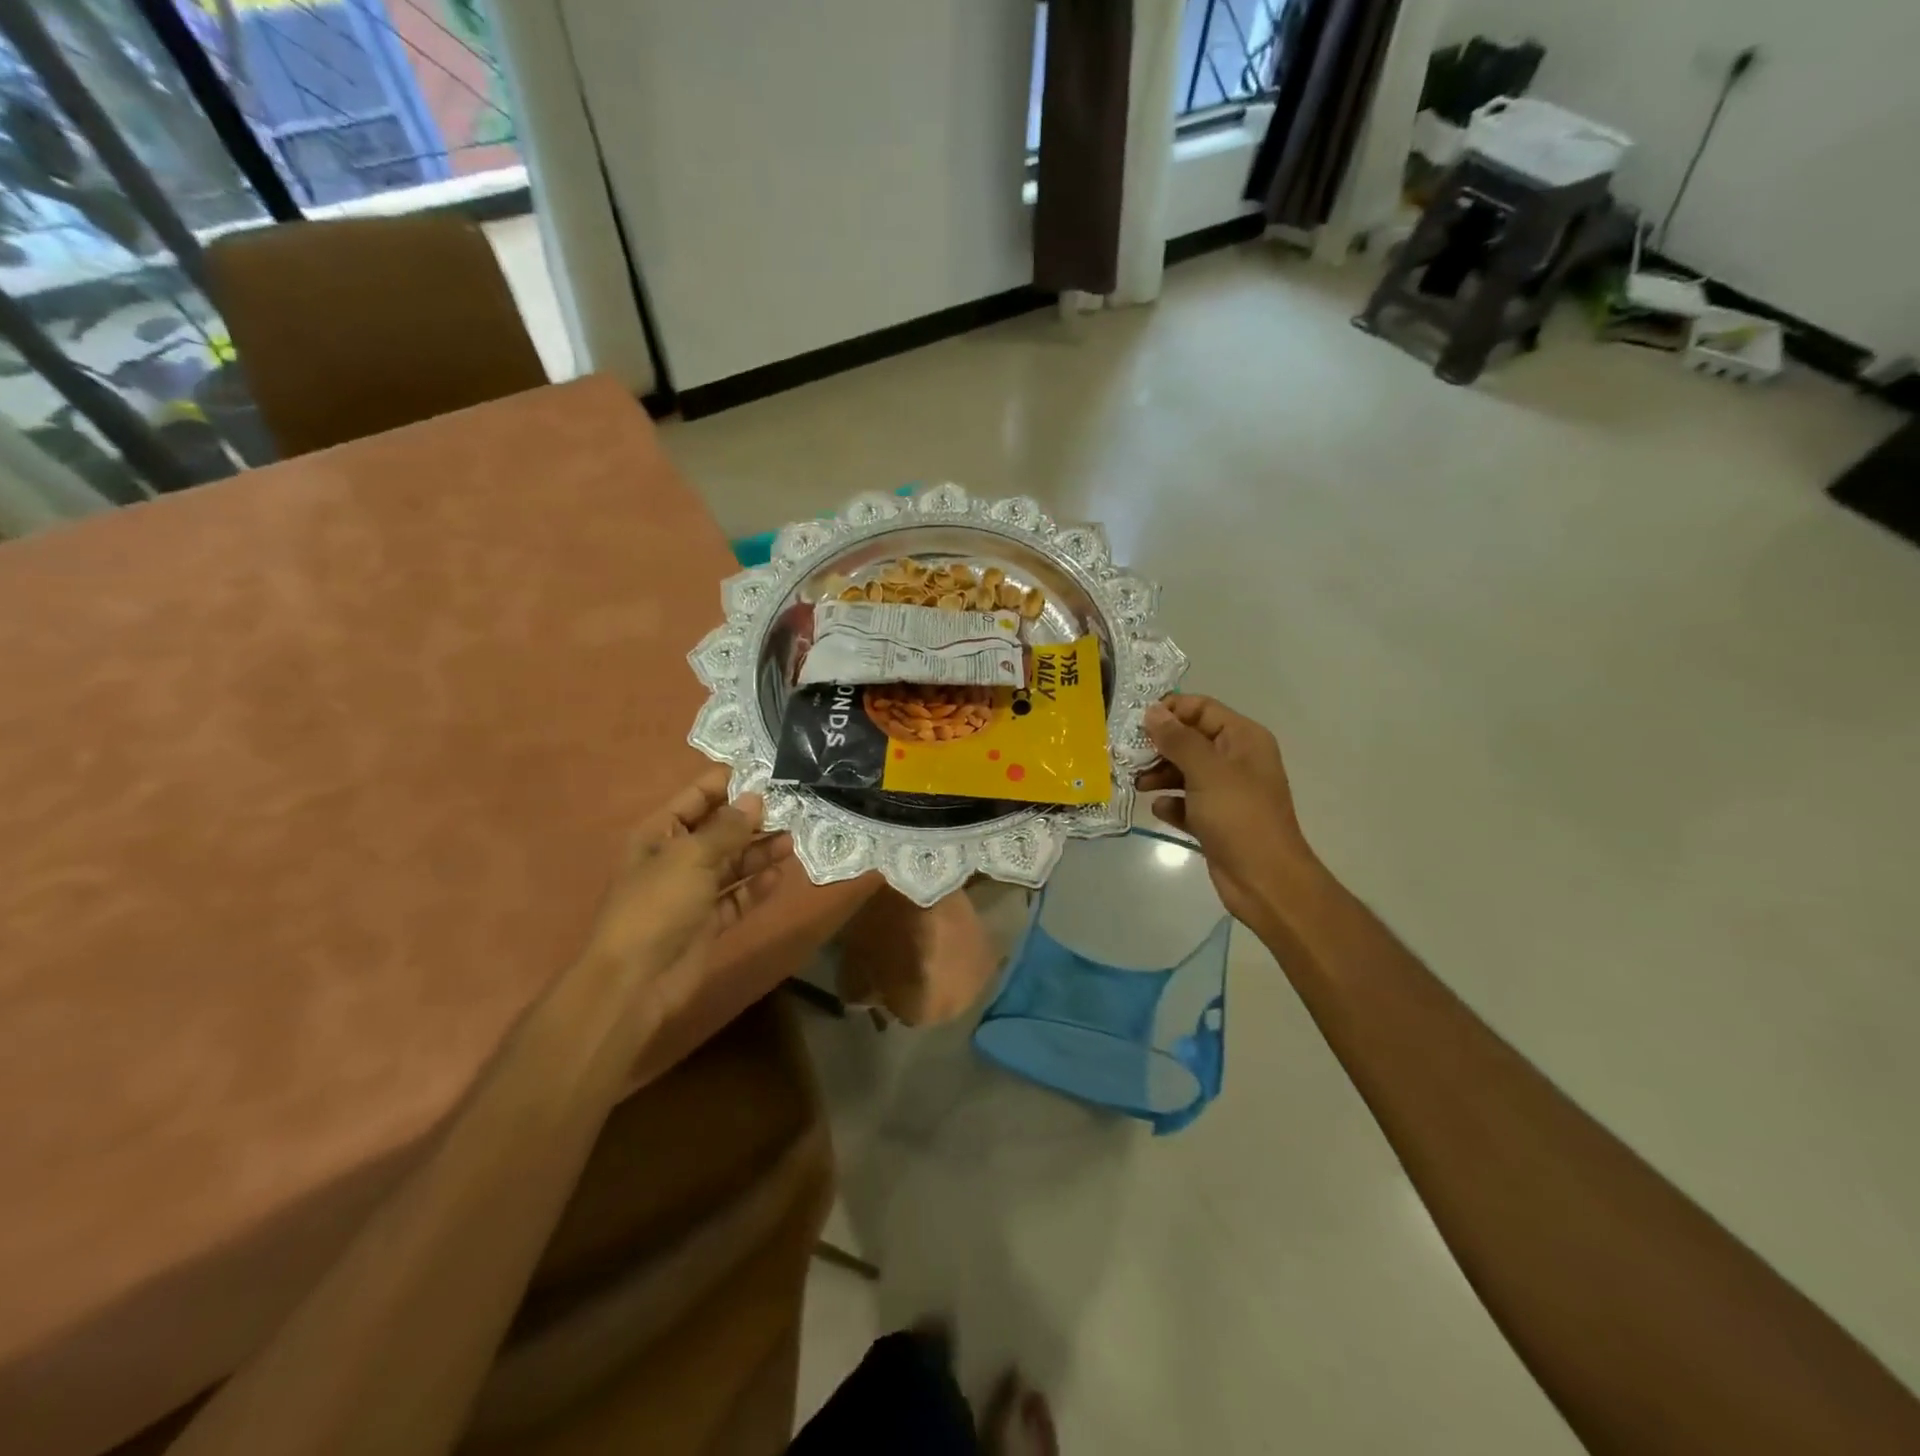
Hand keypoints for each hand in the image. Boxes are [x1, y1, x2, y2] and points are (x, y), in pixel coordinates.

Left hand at [582, 767, 794, 1014]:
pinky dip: (756, 887)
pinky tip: (779, 875)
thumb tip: (755, 799)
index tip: (768, 773)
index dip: (730, 784)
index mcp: (661, 834)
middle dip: (752, 819)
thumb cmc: (657, 905)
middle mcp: (677, 858)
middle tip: (792, 807)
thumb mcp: (691, 857)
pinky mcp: (708, 921)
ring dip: (760, 852)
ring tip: (791, 839)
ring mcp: (693, 892)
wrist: (635, 980)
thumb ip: (727, 828)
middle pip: (720, 830)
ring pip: (733, 863)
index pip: (698, 797)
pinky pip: (737, 897)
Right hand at [1137, 695, 1318, 933]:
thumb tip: (1152, 711)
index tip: (1135, 722)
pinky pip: (1186, 803)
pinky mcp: (1215, 820)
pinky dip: (1171, 803)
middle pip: (1190, 739)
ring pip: (1185, 771)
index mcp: (1243, 738)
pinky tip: (1160, 809)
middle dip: (1159, 746)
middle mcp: (1235, 760)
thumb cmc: (1239, 816)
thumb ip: (1177, 739)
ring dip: (1159, 774)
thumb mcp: (1206, 770)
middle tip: (1127, 755)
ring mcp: (1226, 792)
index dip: (1170, 710)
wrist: (1264, 880)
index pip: (1202, 708)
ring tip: (1137, 784)